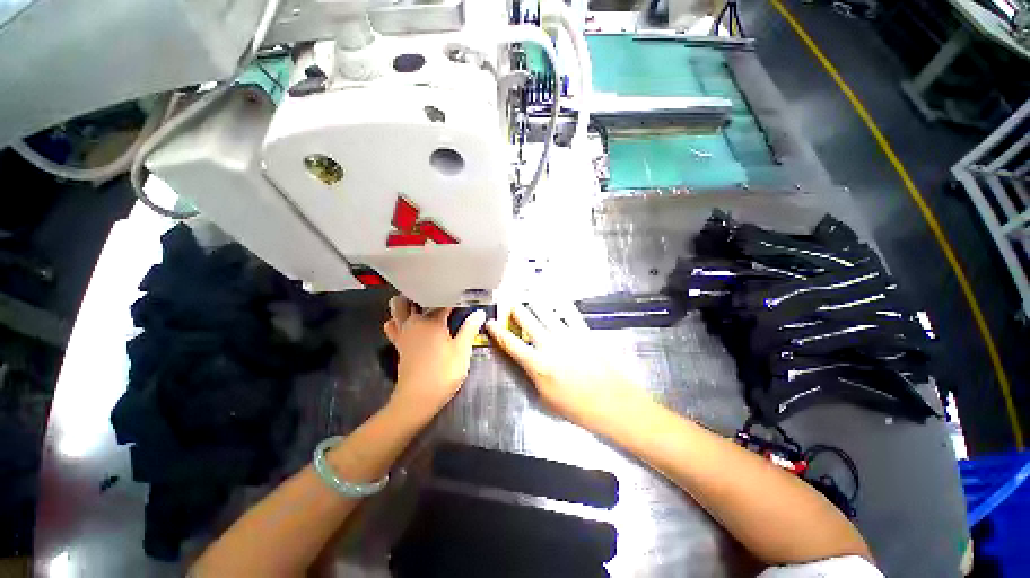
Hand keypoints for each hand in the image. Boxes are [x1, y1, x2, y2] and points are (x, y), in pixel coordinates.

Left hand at [383, 296, 485, 425]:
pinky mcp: (398, 345)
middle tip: (438, 297)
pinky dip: (399, 321)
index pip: (442, 302)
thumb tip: (479, 312)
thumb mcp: (462, 350)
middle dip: (420, 295)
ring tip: (423, 307)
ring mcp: (402, 334)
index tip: (461, 296)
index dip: (452, 298)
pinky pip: (393, 326)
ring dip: (406, 306)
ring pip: (396, 311)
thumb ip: (470, 328)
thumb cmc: (444, 372)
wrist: (418, 398)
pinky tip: (413, 326)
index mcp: (431, 320)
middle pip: (408, 299)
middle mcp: (413, 322)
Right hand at [485, 303, 649, 431]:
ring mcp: (567, 335)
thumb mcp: (545, 397)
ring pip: (546, 312)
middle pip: (527, 320)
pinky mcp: (583, 332)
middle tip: (511, 303)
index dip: (497, 332)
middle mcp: (549, 345)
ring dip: (534, 302)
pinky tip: (556, 296)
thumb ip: (533, 374)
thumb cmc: (577, 406)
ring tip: (528, 294)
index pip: (511, 343)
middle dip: (516, 310)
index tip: (491, 322)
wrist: (611, 402)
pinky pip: (569, 312)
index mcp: (537, 364)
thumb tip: (526, 360)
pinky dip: (561, 303)